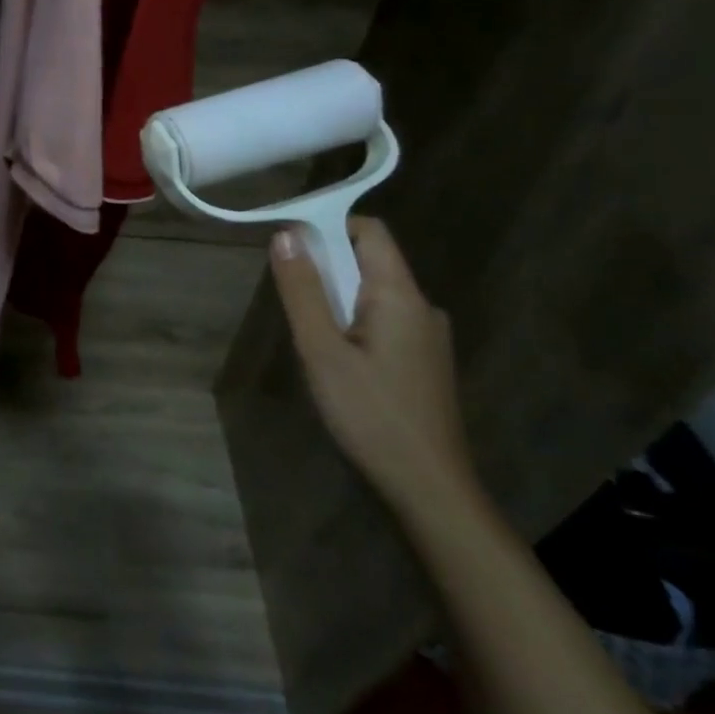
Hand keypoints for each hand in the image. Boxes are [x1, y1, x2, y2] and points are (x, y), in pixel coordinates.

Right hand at [269, 217, 476, 522]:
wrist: (428, 487)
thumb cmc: (370, 414)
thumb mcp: (321, 350)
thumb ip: (303, 290)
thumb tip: (286, 234)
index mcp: (401, 295)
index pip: (369, 231)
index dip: (328, 226)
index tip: (289, 245)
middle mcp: (422, 306)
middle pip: (370, 261)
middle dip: (326, 268)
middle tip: (292, 303)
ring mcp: (428, 336)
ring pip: (374, 294)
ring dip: (337, 299)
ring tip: (311, 338)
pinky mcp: (425, 361)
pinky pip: (384, 320)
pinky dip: (353, 323)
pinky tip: (337, 361)